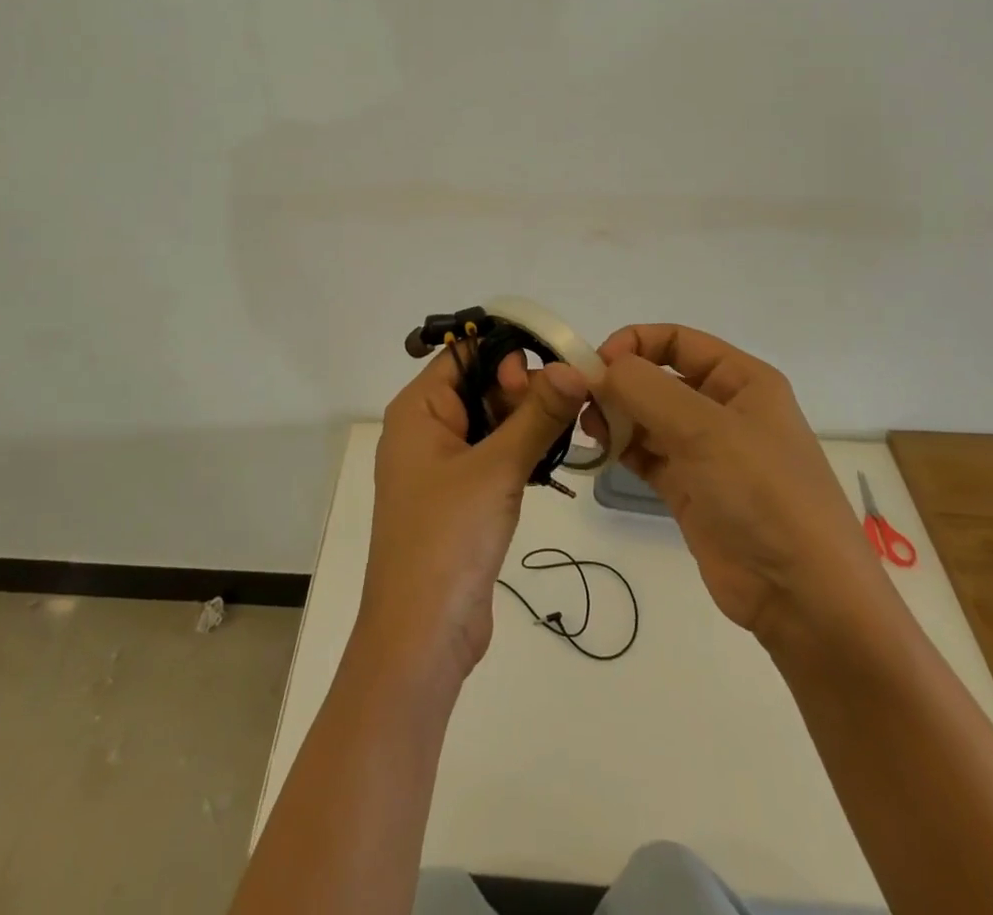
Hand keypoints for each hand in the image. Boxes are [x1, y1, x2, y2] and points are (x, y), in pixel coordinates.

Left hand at [357, 347, 589, 687]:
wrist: (422, 636)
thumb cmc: (449, 538)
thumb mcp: (497, 468)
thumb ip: (537, 414)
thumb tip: (574, 367)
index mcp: (418, 410)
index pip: (464, 355)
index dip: (507, 355)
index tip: (551, 373)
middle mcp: (426, 430)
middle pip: (481, 385)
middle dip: (525, 389)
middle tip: (568, 406)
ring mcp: (442, 466)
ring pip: (492, 421)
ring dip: (528, 421)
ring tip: (569, 428)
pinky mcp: (461, 497)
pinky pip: (494, 455)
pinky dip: (522, 450)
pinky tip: (553, 456)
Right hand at [585, 324, 883, 653]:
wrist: (802, 596)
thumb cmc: (763, 493)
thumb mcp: (705, 428)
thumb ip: (645, 389)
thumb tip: (597, 367)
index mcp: (741, 380)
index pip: (676, 341)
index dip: (634, 344)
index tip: (595, 366)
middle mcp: (722, 408)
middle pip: (658, 377)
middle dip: (618, 383)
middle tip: (580, 400)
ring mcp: (705, 451)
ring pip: (647, 416)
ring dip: (615, 415)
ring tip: (588, 428)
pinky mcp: (689, 488)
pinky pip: (646, 454)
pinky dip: (621, 448)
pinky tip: (598, 450)